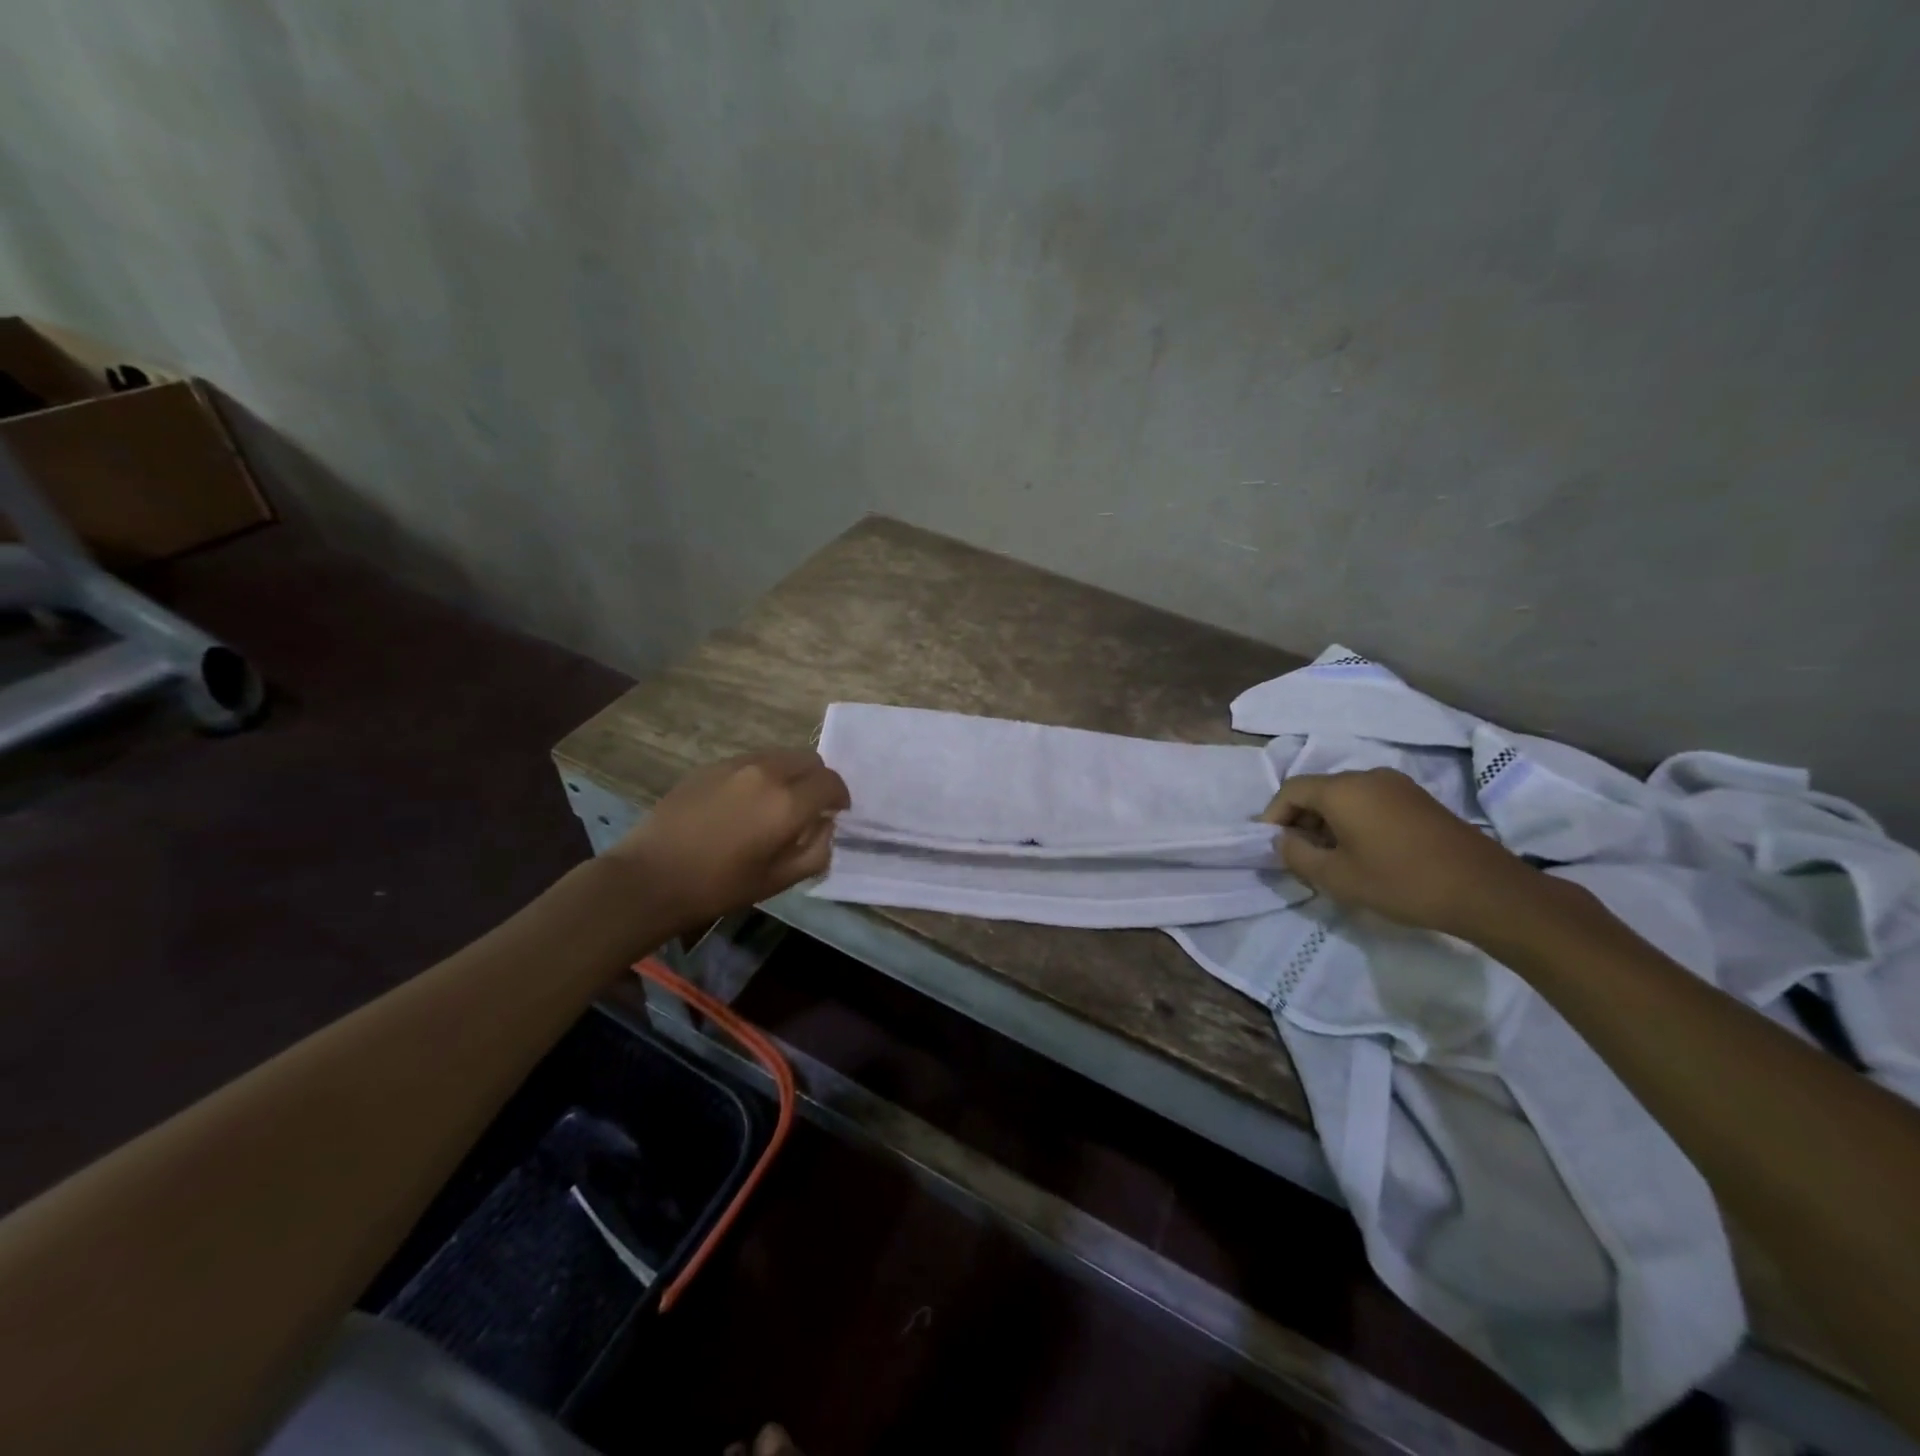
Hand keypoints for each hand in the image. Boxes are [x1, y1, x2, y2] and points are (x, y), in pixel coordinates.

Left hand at [609, 748, 849, 932]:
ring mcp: (736, 764)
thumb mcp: (778, 880)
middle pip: (809, 759)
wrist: (650, 877)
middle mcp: (767, 772)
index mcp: (788, 803)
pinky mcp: (711, 765)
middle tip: (810, 807)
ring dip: (791, 774)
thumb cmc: (719, 887)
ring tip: (777, 803)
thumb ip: (816, 851)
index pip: (831, 783)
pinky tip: (745, 802)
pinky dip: (763, 774)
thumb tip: (826, 826)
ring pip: (780, 756)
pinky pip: (752, 761)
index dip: (840, 797)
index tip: (836, 813)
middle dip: (818, 780)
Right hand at [1260, 768, 1539, 937]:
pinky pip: (1370, 802)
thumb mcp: (1336, 877)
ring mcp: (1397, 786)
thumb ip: (1297, 855)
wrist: (1485, 890)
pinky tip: (1363, 852)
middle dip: (1300, 820)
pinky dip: (1354, 821)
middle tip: (1298, 856)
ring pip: (1345, 797)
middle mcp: (1367, 776)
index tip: (1272, 846)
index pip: (1291, 790)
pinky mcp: (1419, 800)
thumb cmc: (1401, 881)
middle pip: (1318, 791)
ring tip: (1329, 858)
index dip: (1273, 816)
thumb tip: (1283, 841)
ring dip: (1327, 823)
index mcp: (1342, 789)